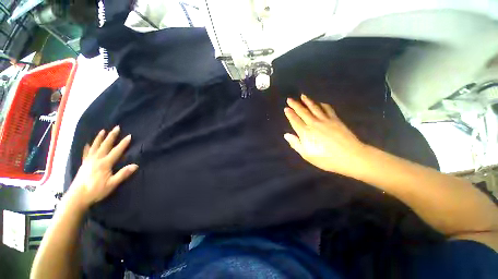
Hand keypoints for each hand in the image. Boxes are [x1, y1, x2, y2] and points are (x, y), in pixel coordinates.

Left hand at [69, 126, 137, 207]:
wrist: (77, 197)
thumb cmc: (96, 191)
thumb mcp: (112, 184)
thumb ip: (123, 174)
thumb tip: (135, 165)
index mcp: (105, 163)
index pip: (116, 151)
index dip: (123, 143)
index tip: (129, 136)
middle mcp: (96, 159)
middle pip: (105, 145)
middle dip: (111, 136)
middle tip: (116, 127)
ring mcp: (88, 161)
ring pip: (95, 146)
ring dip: (100, 138)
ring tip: (103, 131)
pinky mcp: (83, 164)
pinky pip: (85, 153)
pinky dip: (87, 147)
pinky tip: (87, 144)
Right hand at [283, 94, 366, 176]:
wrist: (350, 157)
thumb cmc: (326, 159)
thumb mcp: (307, 155)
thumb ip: (295, 144)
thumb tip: (286, 135)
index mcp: (305, 133)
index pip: (295, 121)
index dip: (290, 114)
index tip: (286, 108)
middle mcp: (314, 123)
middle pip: (302, 112)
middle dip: (295, 105)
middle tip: (290, 99)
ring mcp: (325, 120)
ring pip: (314, 108)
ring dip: (307, 101)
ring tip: (303, 96)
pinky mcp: (335, 119)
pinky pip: (327, 109)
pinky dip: (323, 105)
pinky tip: (320, 102)